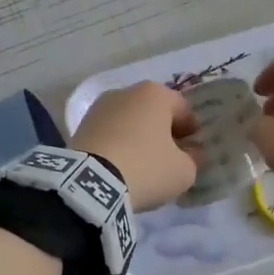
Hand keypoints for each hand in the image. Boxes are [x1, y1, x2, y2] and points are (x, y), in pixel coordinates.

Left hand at [70, 82, 199, 210]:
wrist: (90, 183)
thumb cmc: (146, 168)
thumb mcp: (184, 171)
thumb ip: (193, 158)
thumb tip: (191, 152)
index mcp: (156, 93)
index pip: (184, 110)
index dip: (192, 133)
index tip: (193, 153)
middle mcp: (126, 91)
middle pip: (154, 113)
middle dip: (163, 133)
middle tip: (168, 159)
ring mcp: (100, 107)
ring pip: (130, 122)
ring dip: (139, 138)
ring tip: (142, 165)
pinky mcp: (80, 126)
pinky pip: (110, 134)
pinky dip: (118, 145)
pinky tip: (120, 167)